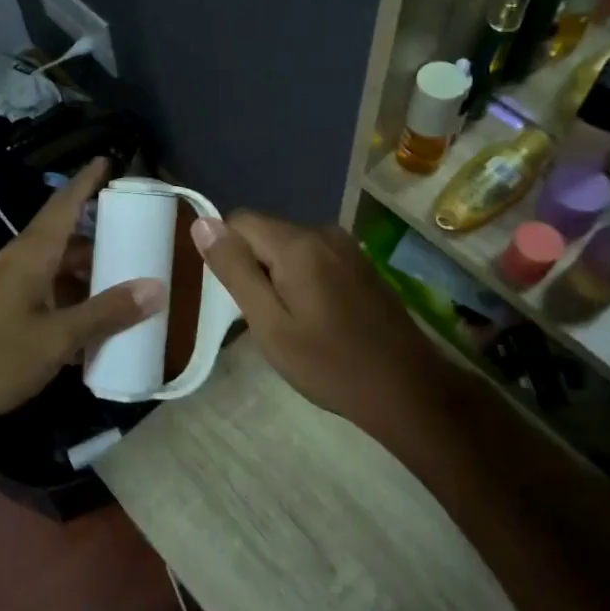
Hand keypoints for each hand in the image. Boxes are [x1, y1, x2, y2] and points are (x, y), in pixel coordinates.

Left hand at [0, 159, 164, 434]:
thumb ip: (105, 314)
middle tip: (138, 244)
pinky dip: (66, 307)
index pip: (63, 206)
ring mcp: (0, 293)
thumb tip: (157, 287)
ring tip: (123, 290)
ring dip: (84, 280)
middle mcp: (14, 266)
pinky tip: (86, 332)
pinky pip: (40, 301)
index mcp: (29, 256)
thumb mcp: (54, 339)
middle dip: (99, 242)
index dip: (86, 182)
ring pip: (52, 275)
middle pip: (63, 242)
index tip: (108, 159)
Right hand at [191, 211, 461, 431]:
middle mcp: (324, 233)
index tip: (239, 299)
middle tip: (267, 319)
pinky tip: (319, 319)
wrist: (407, 389)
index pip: (239, 221)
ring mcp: (347, 247)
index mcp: (298, 244)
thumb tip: (202, 223)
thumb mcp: (269, 324)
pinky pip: (315, 258)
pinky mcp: (361, 263)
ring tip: (293, 324)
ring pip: (290, 247)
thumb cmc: (330, 364)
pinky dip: (304, 280)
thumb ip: (234, 270)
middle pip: (266, 233)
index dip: (228, 255)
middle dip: (255, 268)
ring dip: (279, 276)